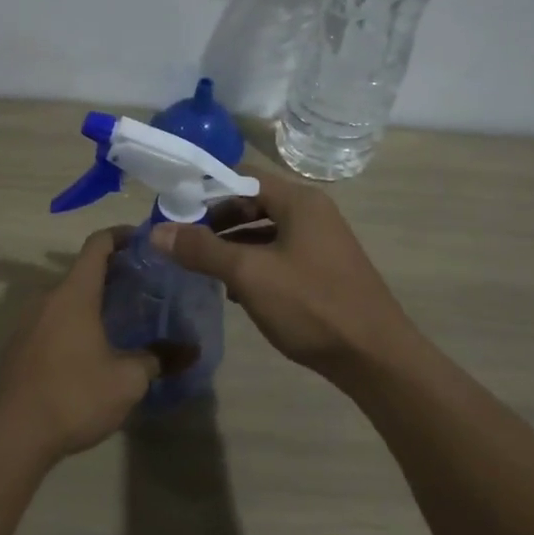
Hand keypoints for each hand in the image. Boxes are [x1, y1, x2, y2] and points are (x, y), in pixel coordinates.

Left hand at [0, 229, 161, 459]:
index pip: (98, 245)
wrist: (12, 435)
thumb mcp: (128, 380)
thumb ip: (159, 359)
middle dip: (115, 274)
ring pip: (67, 298)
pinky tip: (95, 348)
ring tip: (126, 318)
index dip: (122, 235)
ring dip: (95, 301)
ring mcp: (28, 322)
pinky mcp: (20, 346)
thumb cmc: (74, 395)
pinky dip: (77, 322)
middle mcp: (48, 298)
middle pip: (83, 271)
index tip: (146, 241)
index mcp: (74, 294)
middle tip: (147, 287)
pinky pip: (54, 320)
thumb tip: (191, 350)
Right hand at [150, 172, 411, 378]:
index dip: (205, 190)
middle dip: (216, 222)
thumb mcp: (249, 274)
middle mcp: (312, 213)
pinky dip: (254, 266)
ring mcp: (320, 243)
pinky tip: (236, 293)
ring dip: (232, 247)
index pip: (242, 177)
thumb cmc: (312, 305)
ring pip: (265, 233)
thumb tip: (158, 232)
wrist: (375, 358)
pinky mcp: (323, 271)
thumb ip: (202, 250)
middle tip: (183, 243)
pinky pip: (279, 256)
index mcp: (299, 201)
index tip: (174, 211)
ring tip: (202, 269)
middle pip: (253, 204)